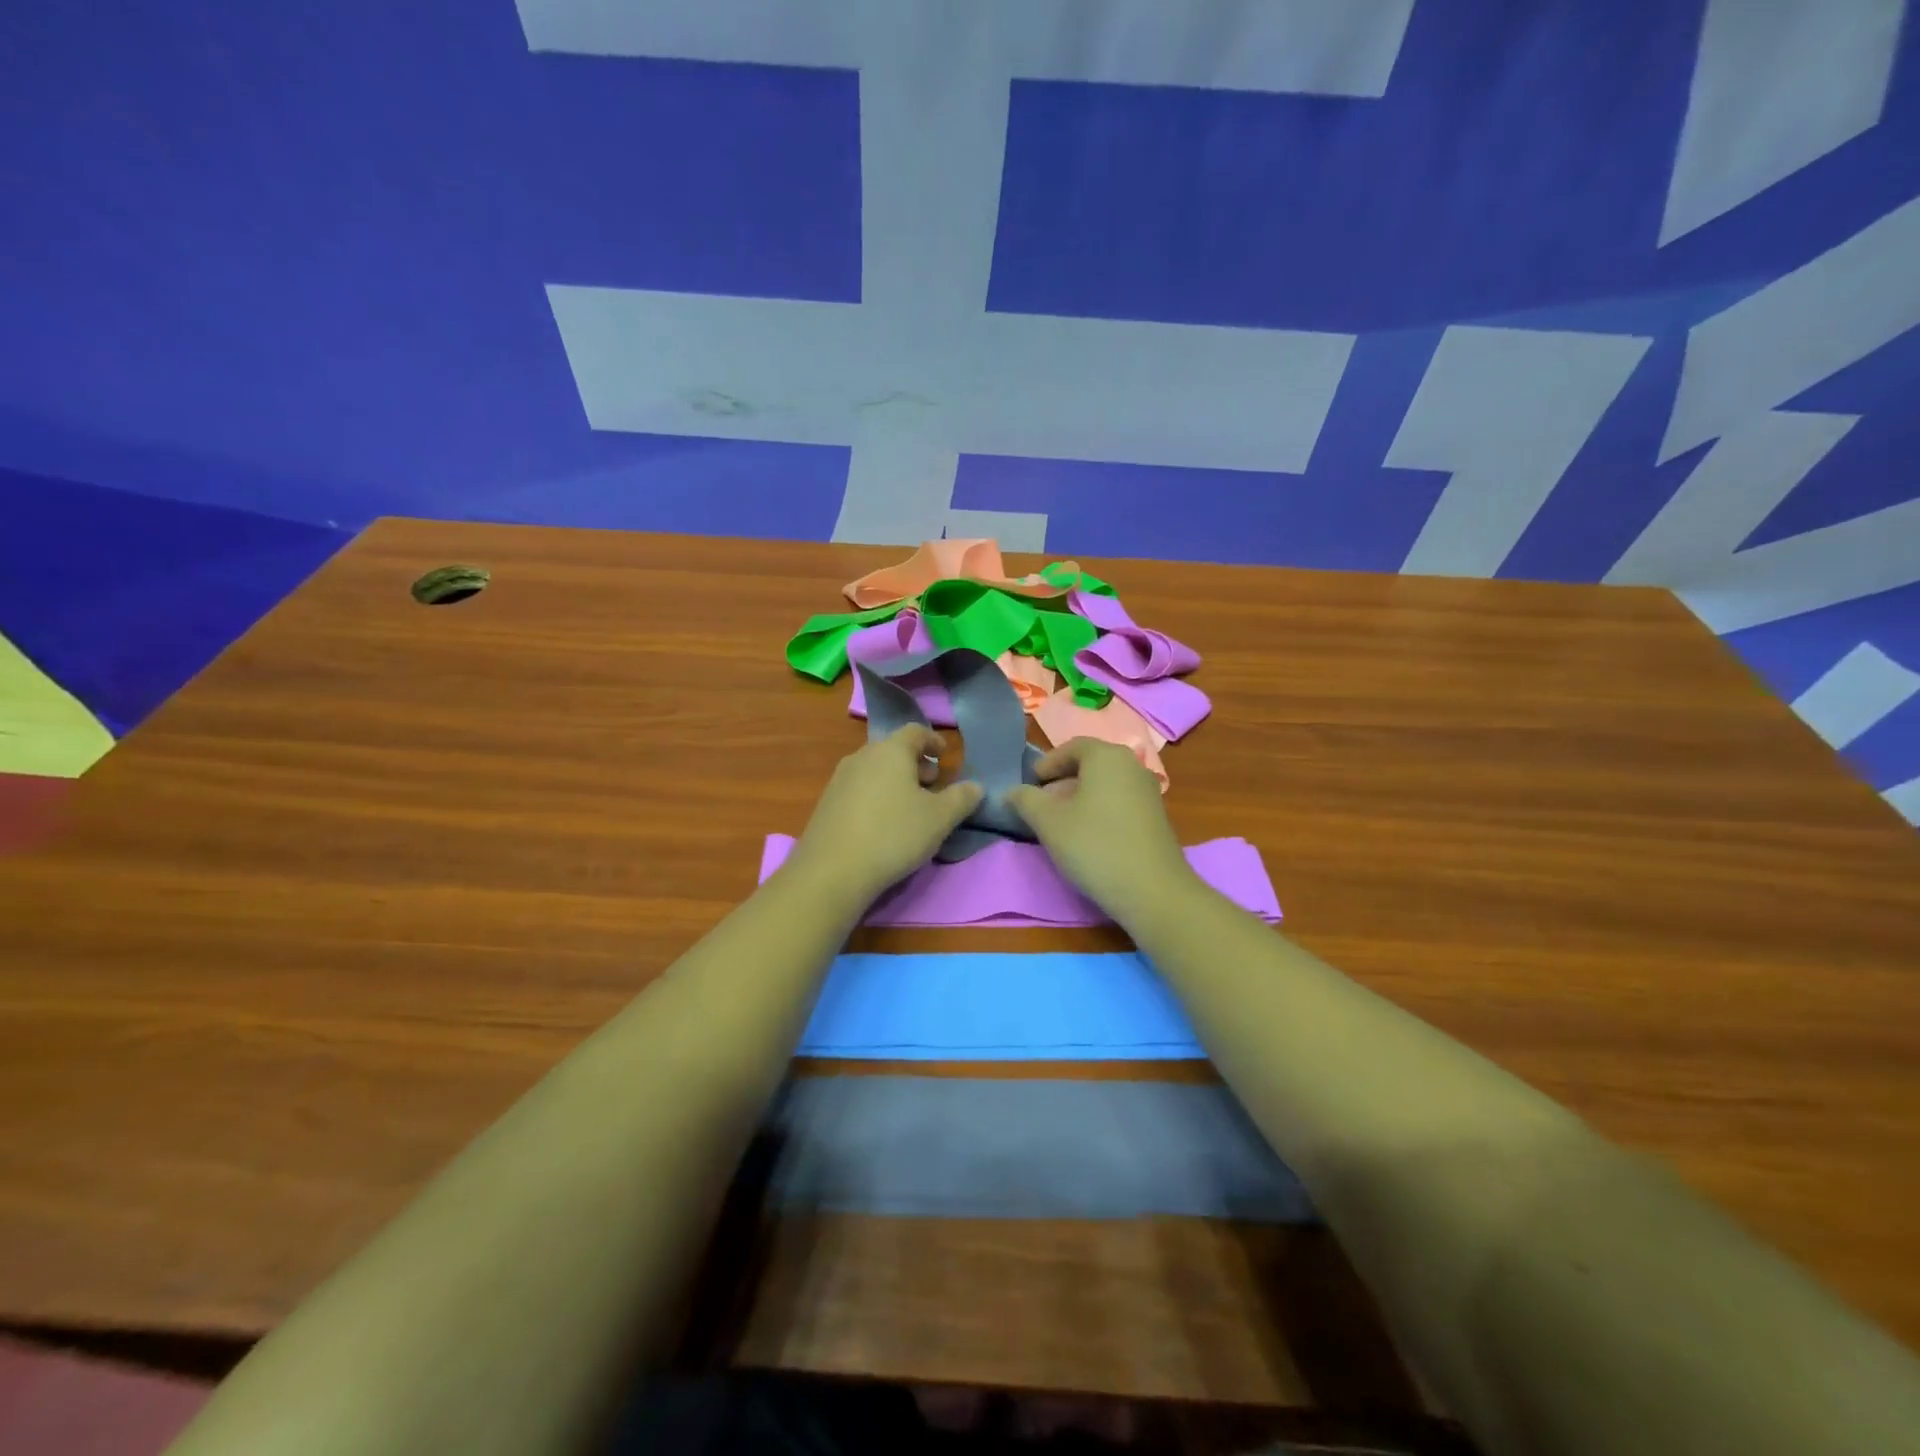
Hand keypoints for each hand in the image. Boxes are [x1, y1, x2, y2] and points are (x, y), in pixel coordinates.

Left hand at [789, 725, 983, 905]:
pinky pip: (859, 789)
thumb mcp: (939, 819)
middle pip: (893, 749)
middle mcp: (862, 756)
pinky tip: (883, 822)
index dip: (933, 741)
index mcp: (891, 751)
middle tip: (932, 784)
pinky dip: (876, 795)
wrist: (832, 870)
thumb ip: (962, 798)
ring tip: (910, 806)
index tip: (945, 755)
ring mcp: (840, 779)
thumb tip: (976, 786)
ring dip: (895, 780)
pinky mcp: (826, 803)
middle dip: (915, 763)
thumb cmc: (894, 835)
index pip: (916, 731)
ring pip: (875, 769)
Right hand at [1007, 738, 1196, 914]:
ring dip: (1080, 798)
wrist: (1152, 890)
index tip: (1030, 784)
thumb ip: (1025, 800)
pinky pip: (1120, 802)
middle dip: (1062, 781)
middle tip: (1041, 804)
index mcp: (1107, 756)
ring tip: (1061, 824)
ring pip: (1106, 785)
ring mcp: (1149, 792)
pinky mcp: (1157, 817)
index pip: (1071, 747)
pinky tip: (1088, 837)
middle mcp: (1132, 765)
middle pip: (1090, 765)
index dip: (1047, 763)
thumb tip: (1012, 791)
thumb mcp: (1048, 822)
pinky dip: (1100, 810)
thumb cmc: (1094, 845)